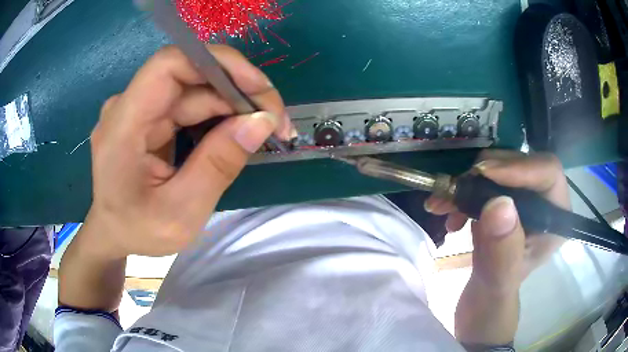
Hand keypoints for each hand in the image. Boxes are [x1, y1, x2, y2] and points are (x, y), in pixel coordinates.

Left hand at [83, 45, 291, 257]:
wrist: (112, 233)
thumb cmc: (138, 230)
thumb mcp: (181, 213)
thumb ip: (218, 166)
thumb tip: (261, 122)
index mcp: (123, 125)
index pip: (169, 65)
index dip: (217, 63)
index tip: (258, 87)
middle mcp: (128, 106)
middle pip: (190, 77)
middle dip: (238, 92)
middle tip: (276, 122)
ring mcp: (139, 109)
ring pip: (194, 90)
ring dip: (233, 106)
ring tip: (264, 131)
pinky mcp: (149, 116)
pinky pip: (189, 104)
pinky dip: (218, 116)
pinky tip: (236, 134)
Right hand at [425, 150, 569, 291]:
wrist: (481, 302)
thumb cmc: (495, 298)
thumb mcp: (499, 281)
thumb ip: (503, 249)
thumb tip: (499, 204)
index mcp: (555, 219)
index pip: (548, 173)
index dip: (520, 168)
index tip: (484, 174)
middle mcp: (542, 201)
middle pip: (521, 163)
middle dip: (487, 173)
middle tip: (457, 188)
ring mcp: (522, 199)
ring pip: (499, 167)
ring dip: (468, 182)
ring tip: (442, 203)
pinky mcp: (502, 200)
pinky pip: (483, 180)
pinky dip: (462, 191)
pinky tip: (447, 211)